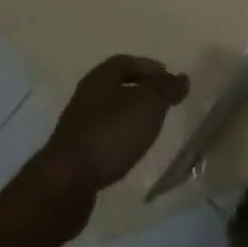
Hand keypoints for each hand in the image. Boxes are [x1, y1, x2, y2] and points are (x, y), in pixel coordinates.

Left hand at [35, 55, 189, 207]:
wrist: (65, 185)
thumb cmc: (110, 133)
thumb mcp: (148, 104)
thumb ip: (167, 89)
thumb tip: (182, 78)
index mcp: (101, 76)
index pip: (128, 62)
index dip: (150, 68)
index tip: (169, 83)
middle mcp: (86, 96)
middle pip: (117, 87)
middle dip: (141, 94)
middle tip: (163, 105)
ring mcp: (77, 127)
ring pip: (110, 114)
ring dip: (129, 119)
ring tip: (150, 130)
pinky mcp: (74, 156)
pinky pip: (102, 139)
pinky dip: (118, 141)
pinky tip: (129, 154)